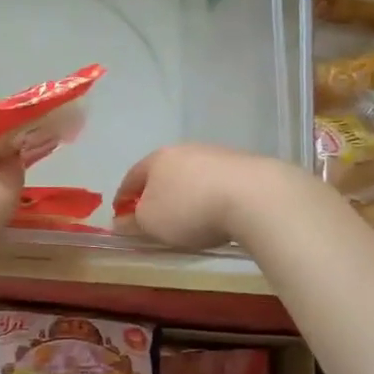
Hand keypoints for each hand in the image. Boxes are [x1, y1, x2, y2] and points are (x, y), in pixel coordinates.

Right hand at [113, 145, 286, 251]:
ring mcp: (216, 154)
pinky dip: (210, 195)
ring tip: (188, 216)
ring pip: (192, 175)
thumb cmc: (189, 209)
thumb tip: (120, 222)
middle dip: (156, 192)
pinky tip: (217, 211)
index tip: (120, 213)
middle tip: (154, 215)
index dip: (123, 196)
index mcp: (157, 159)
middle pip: (163, 172)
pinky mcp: (243, 165)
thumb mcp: (152, 224)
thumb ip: (133, 223)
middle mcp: (185, 149)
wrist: (253, 196)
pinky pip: (217, 182)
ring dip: (186, 193)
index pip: (132, 177)